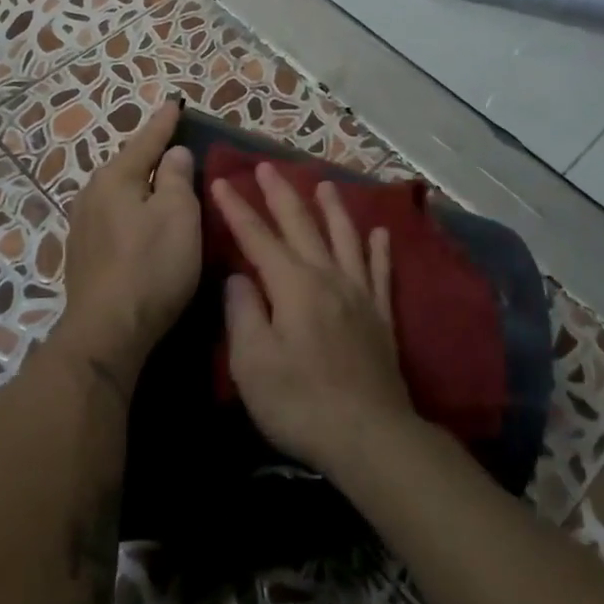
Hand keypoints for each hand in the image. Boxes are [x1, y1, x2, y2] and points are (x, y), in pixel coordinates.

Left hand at [61, 100, 201, 380]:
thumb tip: (172, 153)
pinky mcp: (82, 254)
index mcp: (115, 178)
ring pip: (117, 192)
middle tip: (172, 142)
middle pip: (126, 165)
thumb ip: (176, 177)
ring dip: (138, 184)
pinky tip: (139, 218)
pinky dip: (130, 209)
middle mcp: (91, 194)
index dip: (164, 123)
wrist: (107, 330)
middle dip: (148, 153)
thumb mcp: (178, 215)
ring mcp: (82, 226)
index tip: (175, 103)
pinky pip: (112, 216)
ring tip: (158, 179)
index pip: (145, 141)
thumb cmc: (151, 266)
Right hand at [211, 165, 415, 476]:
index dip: (237, 209)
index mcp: (293, 285)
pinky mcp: (381, 317)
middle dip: (281, 194)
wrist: (369, 436)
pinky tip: (381, 233)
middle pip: (302, 226)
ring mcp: (359, 295)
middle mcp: (328, 278)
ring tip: (325, 182)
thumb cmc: (300, 402)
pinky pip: (381, 272)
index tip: (221, 181)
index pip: (258, 237)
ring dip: (333, 208)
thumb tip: (240, 278)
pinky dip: (380, 250)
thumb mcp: (251, 362)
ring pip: (345, 238)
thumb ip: (242, 312)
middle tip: (267, 166)